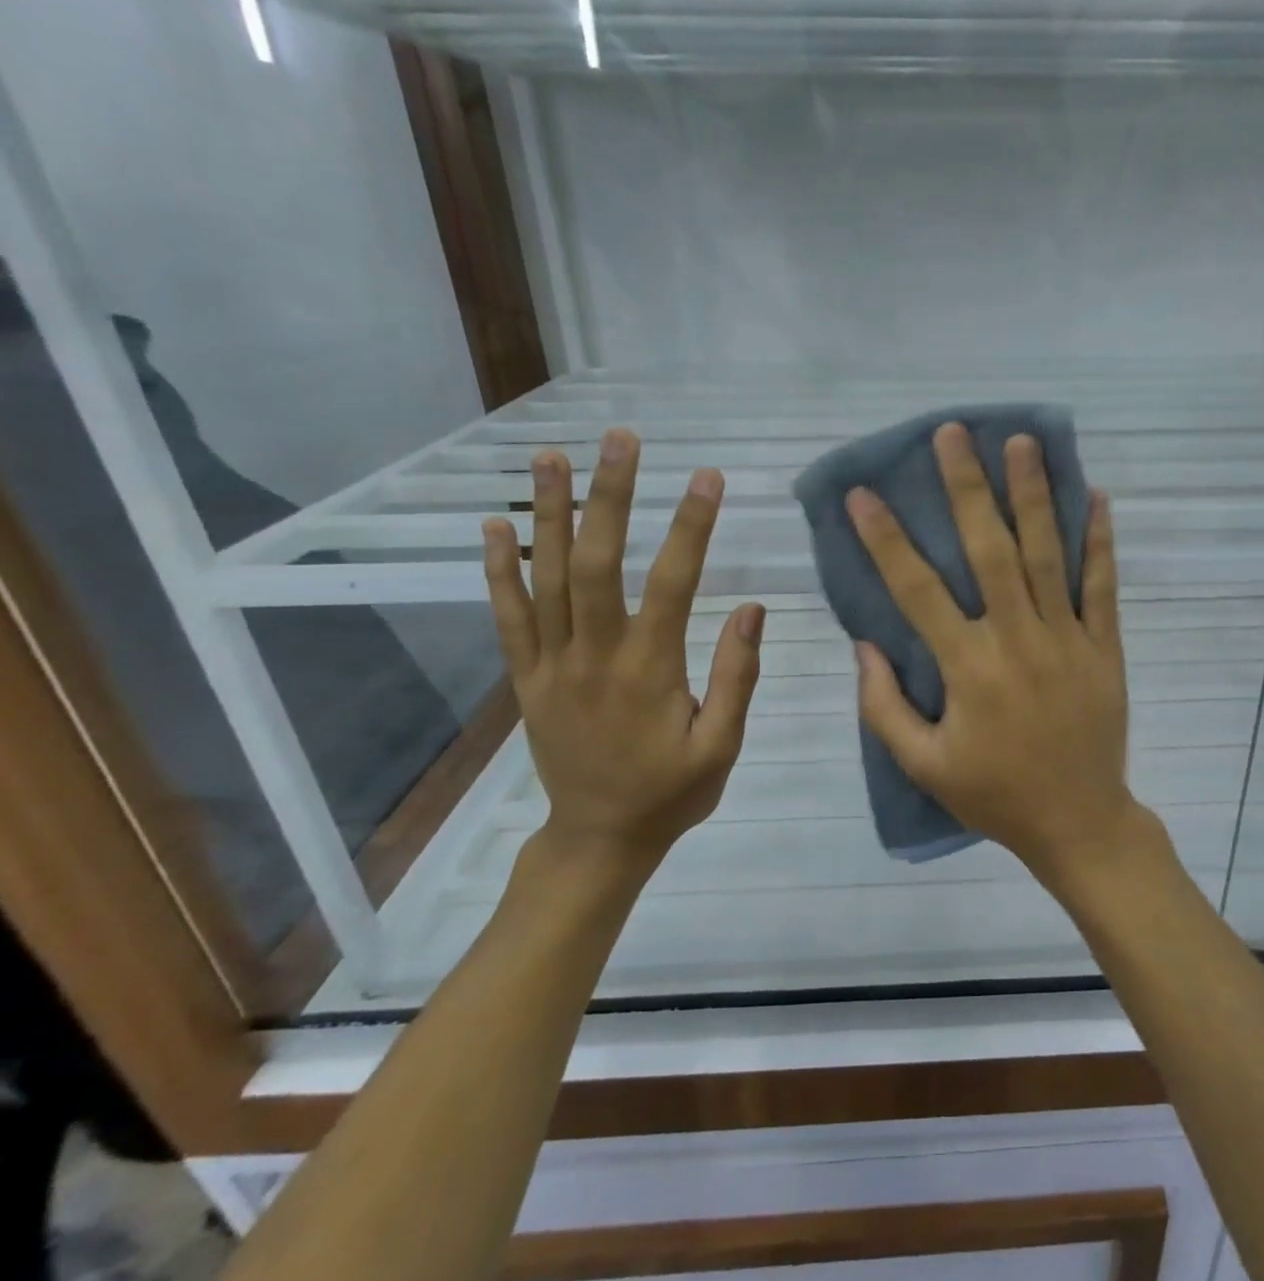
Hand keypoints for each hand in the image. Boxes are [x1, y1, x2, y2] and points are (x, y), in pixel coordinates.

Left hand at [482, 429, 763, 870]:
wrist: (598, 840)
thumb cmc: (671, 792)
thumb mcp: (723, 745)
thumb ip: (738, 676)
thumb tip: (752, 608)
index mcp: (650, 670)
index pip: (673, 583)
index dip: (692, 526)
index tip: (709, 477)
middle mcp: (594, 655)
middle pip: (597, 563)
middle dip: (611, 496)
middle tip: (621, 440)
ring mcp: (551, 664)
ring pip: (546, 578)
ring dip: (550, 513)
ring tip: (553, 456)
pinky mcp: (525, 678)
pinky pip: (507, 617)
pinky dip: (498, 569)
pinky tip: (494, 525)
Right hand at [847, 423, 1149, 884]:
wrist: (1079, 822)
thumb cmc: (995, 795)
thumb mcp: (924, 765)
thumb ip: (884, 707)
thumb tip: (863, 645)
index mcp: (969, 669)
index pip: (918, 591)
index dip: (887, 541)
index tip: (864, 495)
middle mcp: (1018, 640)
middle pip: (990, 551)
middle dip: (968, 489)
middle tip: (953, 434)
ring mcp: (1068, 639)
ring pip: (1048, 555)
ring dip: (1033, 495)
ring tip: (1022, 442)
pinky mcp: (1105, 647)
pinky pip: (1103, 586)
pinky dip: (1100, 541)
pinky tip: (1094, 496)